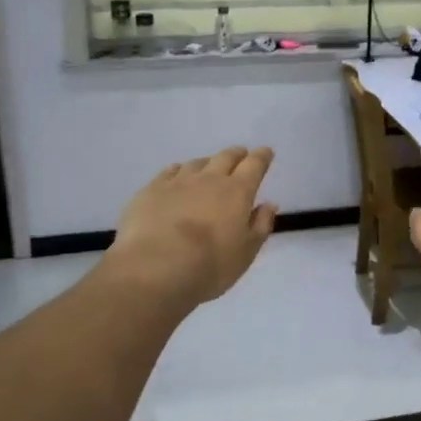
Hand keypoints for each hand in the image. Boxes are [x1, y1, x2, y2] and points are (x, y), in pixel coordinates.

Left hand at [104, 147, 277, 306]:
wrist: (156, 268)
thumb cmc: (209, 265)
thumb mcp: (246, 253)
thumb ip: (260, 225)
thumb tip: (269, 204)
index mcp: (237, 192)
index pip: (255, 165)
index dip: (262, 157)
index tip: (266, 152)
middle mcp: (210, 179)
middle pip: (226, 157)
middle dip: (237, 154)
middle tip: (241, 155)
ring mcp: (178, 181)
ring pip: (197, 163)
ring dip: (207, 163)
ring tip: (208, 169)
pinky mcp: (152, 189)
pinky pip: (169, 171)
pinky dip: (178, 171)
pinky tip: (176, 176)